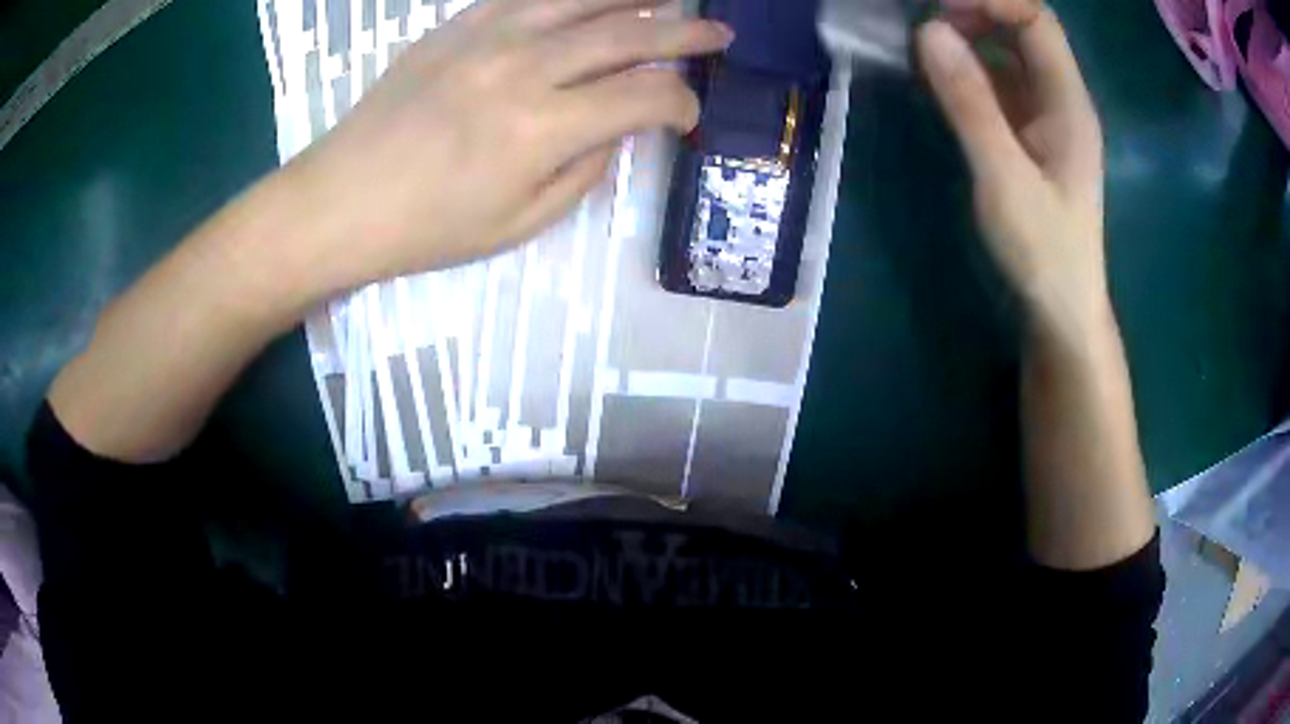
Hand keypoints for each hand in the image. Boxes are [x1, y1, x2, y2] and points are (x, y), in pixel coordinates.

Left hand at [279, 0, 731, 298]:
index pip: (645, 95)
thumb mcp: (519, 225)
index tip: (687, 115)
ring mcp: (490, 36)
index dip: (682, 103)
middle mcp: (526, 66)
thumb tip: (617, 130)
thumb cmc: (427, 228)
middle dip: (687, 32)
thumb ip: (584, 172)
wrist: (342, 199)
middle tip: (719, 34)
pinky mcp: (460, 24)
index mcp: (543, 128)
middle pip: (630, 33)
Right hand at [916, 0, 1108, 340]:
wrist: (1062, 311)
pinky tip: (944, 84)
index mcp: (1068, 103)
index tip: (938, 7)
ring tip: (927, 51)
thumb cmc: (1044, 251)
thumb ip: (970, 103)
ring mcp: (1047, 118)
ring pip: (1011, 56)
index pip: (1036, 21)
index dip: (991, 1)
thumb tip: (930, 31)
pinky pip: (1001, 85)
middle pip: (1025, 31)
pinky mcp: (1031, 137)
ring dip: (970, 41)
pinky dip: (971, 72)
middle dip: (976, 15)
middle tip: (928, 28)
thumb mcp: (1004, 177)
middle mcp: (1061, 100)